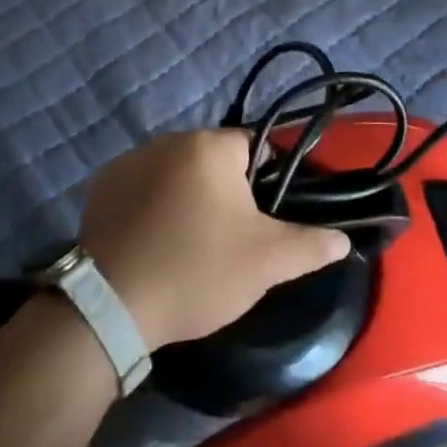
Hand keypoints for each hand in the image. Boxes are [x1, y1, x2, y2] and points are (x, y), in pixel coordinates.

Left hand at [80, 130, 352, 349]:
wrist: (110, 307)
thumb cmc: (197, 271)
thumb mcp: (265, 262)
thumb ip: (310, 244)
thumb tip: (343, 239)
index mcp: (211, 146)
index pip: (256, 148)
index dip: (267, 184)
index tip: (263, 221)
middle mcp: (169, 140)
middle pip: (215, 160)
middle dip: (227, 192)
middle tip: (228, 240)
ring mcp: (130, 160)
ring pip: (178, 173)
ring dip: (188, 197)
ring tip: (188, 245)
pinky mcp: (102, 185)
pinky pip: (143, 187)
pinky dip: (153, 206)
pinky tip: (153, 243)